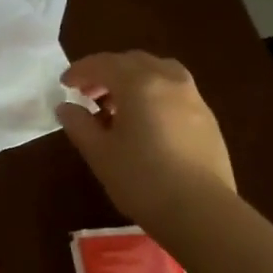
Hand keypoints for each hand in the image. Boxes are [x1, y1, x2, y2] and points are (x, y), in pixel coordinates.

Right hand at [56, 51, 235, 226]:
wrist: (201, 211)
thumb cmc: (142, 180)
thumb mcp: (100, 154)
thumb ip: (79, 124)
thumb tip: (66, 107)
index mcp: (139, 83)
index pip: (103, 64)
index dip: (80, 71)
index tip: (65, 84)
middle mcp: (169, 80)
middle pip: (133, 62)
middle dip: (107, 72)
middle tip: (88, 94)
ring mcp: (193, 97)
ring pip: (158, 72)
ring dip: (133, 80)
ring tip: (118, 107)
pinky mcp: (207, 118)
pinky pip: (174, 91)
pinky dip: (154, 93)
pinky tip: (146, 122)